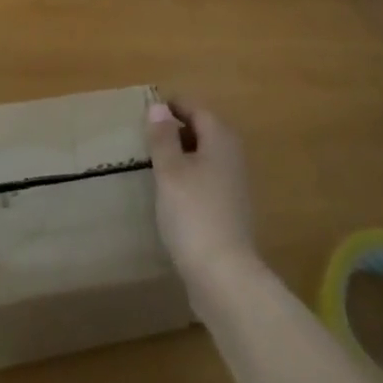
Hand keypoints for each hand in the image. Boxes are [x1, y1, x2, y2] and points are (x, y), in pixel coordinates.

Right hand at [145, 100, 256, 293]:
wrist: (225, 276)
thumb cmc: (193, 213)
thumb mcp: (170, 171)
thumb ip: (163, 137)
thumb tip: (158, 106)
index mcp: (220, 137)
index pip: (195, 108)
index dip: (172, 106)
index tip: (148, 110)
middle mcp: (233, 154)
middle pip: (203, 130)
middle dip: (177, 130)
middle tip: (147, 137)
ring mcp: (235, 184)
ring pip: (205, 157)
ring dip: (183, 155)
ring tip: (155, 164)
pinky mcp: (231, 210)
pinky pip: (207, 180)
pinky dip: (190, 178)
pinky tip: (172, 195)